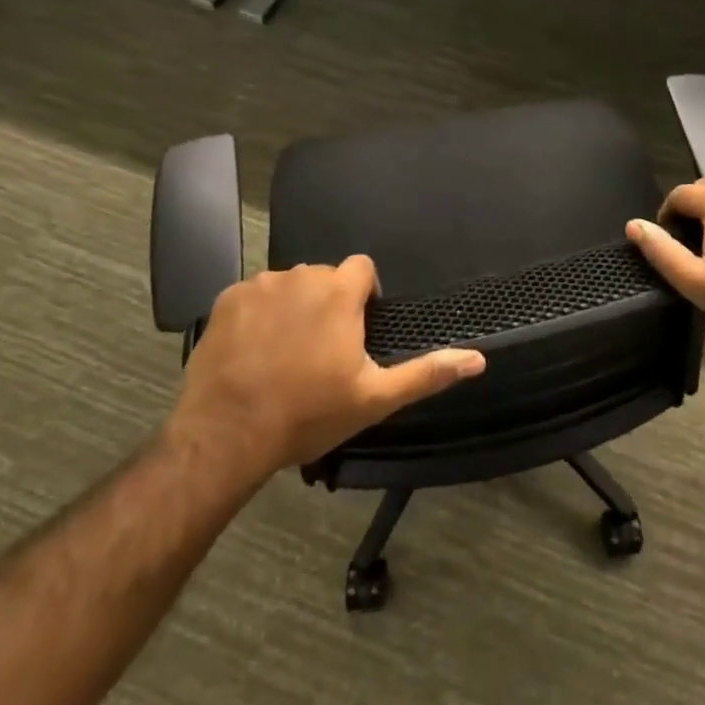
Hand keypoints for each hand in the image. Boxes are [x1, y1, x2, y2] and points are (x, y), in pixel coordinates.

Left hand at [167, 256, 485, 473]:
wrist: (226, 435)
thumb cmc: (308, 414)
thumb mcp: (375, 398)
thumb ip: (427, 373)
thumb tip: (479, 359)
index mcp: (339, 291)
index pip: (362, 268)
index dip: (365, 295)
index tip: (358, 330)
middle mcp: (301, 275)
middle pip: (324, 277)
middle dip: (328, 303)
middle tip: (321, 351)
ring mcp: (260, 285)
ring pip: (288, 286)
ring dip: (293, 307)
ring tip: (285, 353)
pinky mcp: (226, 300)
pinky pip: (253, 297)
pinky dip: (257, 316)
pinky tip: (252, 352)